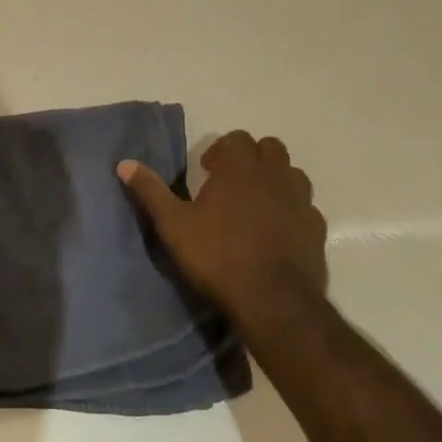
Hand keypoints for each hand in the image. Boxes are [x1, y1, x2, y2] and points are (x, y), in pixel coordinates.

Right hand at [118, 131, 326, 314]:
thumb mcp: (173, 225)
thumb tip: (124, 163)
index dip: (220, 150)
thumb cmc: (218, 256)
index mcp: (240, 168)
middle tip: (231, 181)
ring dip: (275, 179)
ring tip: (256, 202)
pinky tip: (278, 230)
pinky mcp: (317, 230)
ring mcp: (301, 202)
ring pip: (293, 174)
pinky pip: (306, 207)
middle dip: (251, 158)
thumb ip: (151, 191)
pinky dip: (292, 210)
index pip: (236, 139)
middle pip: (270, 148)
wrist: (274, 302)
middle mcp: (275, 176)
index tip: (206, 171)